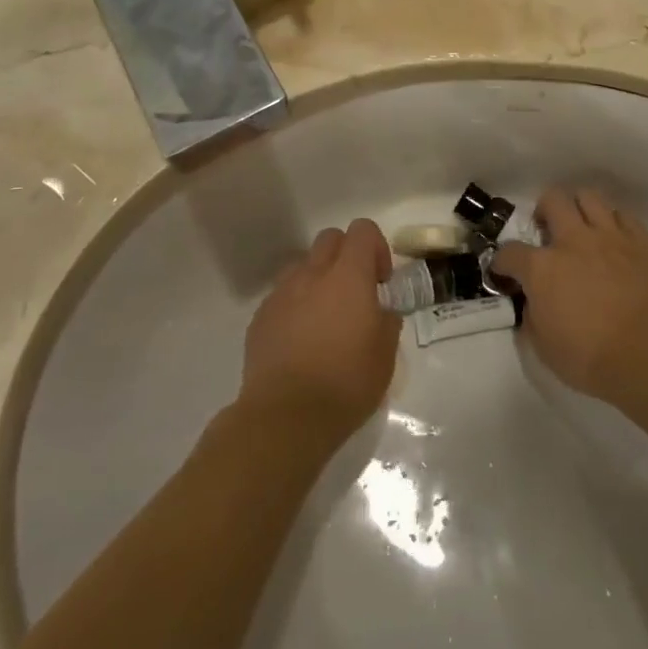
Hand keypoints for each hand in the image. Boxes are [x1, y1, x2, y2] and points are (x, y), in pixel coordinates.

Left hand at [238, 220, 400, 443]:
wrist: (285, 418)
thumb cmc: (345, 384)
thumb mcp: (385, 355)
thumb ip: (387, 320)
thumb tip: (381, 310)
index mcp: (348, 276)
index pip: (363, 230)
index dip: (376, 248)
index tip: (381, 283)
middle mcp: (312, 274)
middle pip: (330, 238)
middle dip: (347, 256)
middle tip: (356, 294)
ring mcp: (282, 293)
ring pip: (303, 265)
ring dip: (319, 279)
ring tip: (326, 319)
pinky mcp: (260, 316)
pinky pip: (283, 295)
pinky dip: (296, 306)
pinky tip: (301, 342)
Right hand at [492, 187, 647, 403]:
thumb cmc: (592, 358)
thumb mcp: (544, 347)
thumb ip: (532, 317)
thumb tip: (533, 304)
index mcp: (542, 268)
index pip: (510, 252)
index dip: (502, 262)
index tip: (504, 272)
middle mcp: (573, 241)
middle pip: (552, 200)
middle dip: (543, 211)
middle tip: (547, 232)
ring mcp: (610, 236)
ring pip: (588, 197)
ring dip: (579, 208)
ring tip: (581, 227)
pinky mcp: (641, 241)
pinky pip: (623, 215)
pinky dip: (613, 222)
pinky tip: (613, 240)